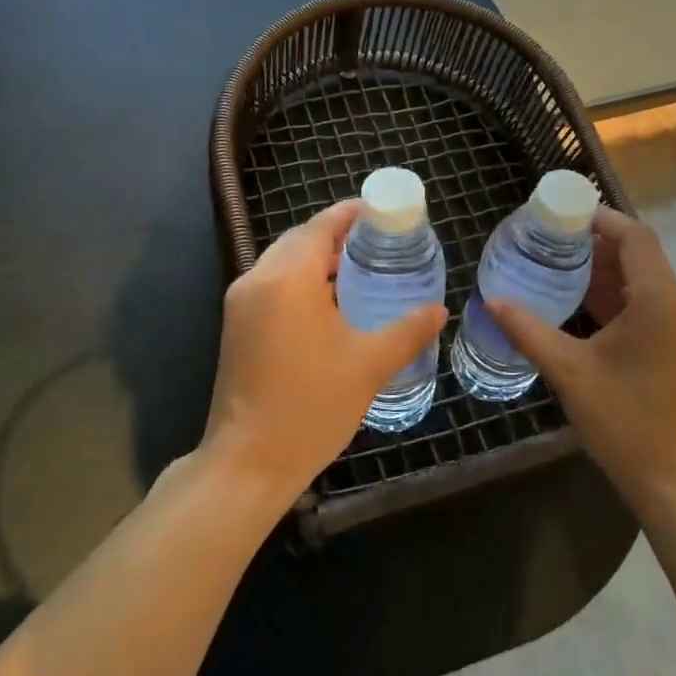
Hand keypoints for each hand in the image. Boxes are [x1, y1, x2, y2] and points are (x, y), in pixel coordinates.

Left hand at [202, 199, 446, 512]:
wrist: (249, 462)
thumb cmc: (311, 406)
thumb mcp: (369, 365)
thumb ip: (408, 330)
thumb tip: (439, 310)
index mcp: (287, 278)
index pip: (320, 226)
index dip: (351, 214)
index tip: (382, 213)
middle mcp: (257, 279)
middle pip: (299, 239)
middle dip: (336, 234)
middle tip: (378, 242)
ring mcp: (241, 303)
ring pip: (282, 262)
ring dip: (317, 258)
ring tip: (360, 268)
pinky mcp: (236, 326)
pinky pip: (272, 285)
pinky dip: (300, 281)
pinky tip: (330, 302)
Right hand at [486, 209, 675, 540]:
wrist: (675, 481)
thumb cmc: (624, 422)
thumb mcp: (569, 372)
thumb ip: (529, 331)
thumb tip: (491, 301)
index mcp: (660, 302)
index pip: (636, 238)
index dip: (602, 219)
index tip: (564, 213)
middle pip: (641, 257)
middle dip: (597, 245)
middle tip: (550, 238)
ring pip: (645, 282)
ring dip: (606, 271)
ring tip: (558, 264)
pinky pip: (649, 306)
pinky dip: (618, 297)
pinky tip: (581, 303)